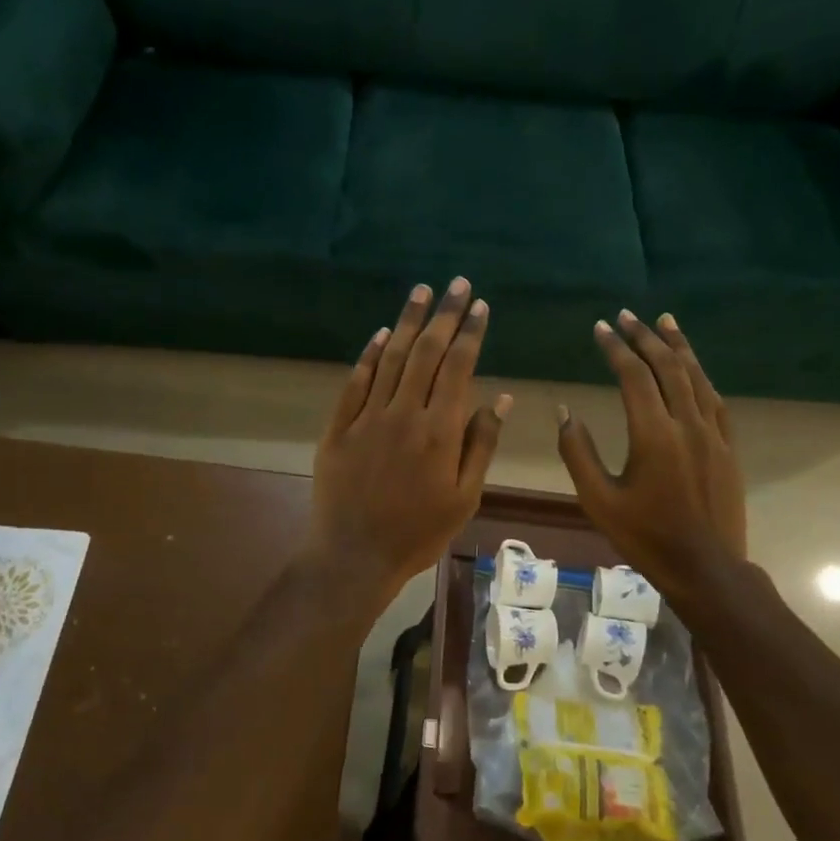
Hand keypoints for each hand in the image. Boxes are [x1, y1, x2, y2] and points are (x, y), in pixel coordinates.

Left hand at [309, 278, 511, 595]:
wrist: (353, 557)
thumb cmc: (418, 533)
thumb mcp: (464, 498)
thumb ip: (481, 445)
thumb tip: (501, 399)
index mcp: (440, 431)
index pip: (458, 367)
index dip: (470, 333)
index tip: (479, 305)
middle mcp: (403, 413)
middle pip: (427, 352)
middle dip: (444, 314)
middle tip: (456, 284)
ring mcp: (366, 418)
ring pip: (391, 358)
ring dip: (408, 321)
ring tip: (421, 291)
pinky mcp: (338, 427)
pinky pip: (355, 382)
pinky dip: (369, 354)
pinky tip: (382, 334)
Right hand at [557, 311, 747, 591]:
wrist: (706, 568)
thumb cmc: (645, 537)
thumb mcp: (598, 500)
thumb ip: (577, 452)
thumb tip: (564, 411)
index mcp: (653, 435)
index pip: (633, 376)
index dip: (616, 348)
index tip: (600, 328)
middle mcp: (686, 424)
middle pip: (667, 367)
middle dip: (645, 337)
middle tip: (627, 315)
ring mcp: (713, 435)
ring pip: (696, 377)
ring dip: (678, 347)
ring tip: (664, 321)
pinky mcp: (728, 448)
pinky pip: (715, 401)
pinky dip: (701, 376)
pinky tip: (693, 368)